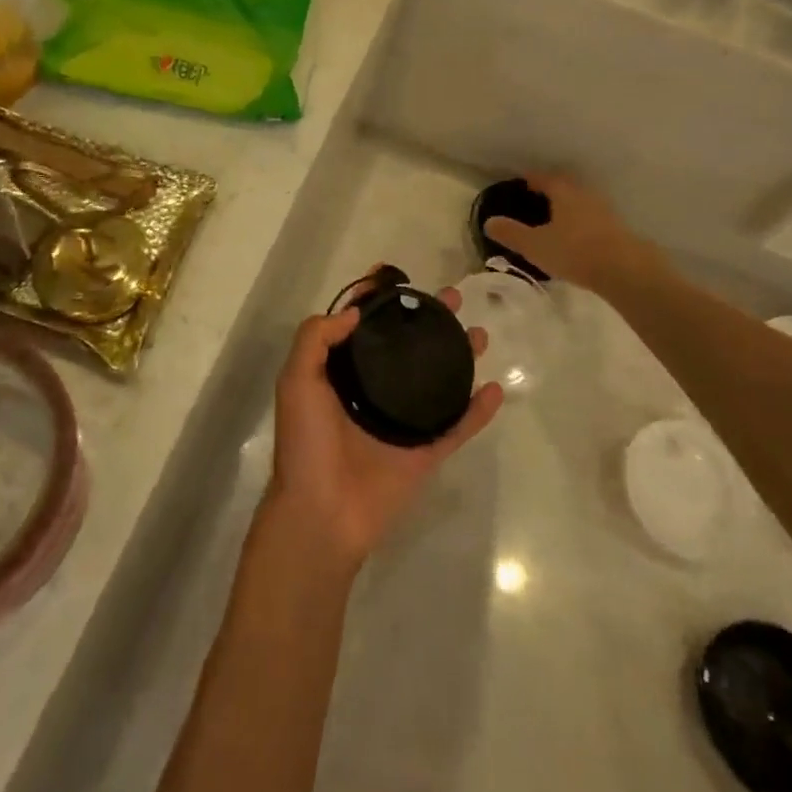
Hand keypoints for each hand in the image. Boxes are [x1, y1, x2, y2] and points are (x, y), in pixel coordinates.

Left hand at [267, 285, 501, 577]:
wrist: (322, 513)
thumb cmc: (306, 443)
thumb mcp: (297, 380)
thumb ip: (316, 338)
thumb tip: (354, 312)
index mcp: (342, 376)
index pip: (364, 329)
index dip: (379, 302)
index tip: (398, 277)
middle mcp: (374, 393)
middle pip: (407, 348)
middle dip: (429, 321)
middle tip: (452, 298)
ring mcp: (402, 423)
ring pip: (437, 382)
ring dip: (459, 357)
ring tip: (479, 334)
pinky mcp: (425, 453)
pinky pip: (456, 427)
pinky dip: (477, 411)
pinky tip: (495, 389)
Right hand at [483, 172, 644, 292]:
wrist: (626, 271)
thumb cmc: (575, 252)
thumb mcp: (535, 245)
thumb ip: (511, 233)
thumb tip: (489, 221)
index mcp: (564, 192)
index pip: (544, 178)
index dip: (531, 178)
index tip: (521, 181)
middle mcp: (585, 194)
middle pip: (565, 186)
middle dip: (551, 190)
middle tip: (536, 199)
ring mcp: (605, 211)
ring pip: (581, 202)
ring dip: (568, 206)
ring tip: (555, 219)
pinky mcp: (618, 229)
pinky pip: (593, 218)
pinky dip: (581, 222)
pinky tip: (576, 237)